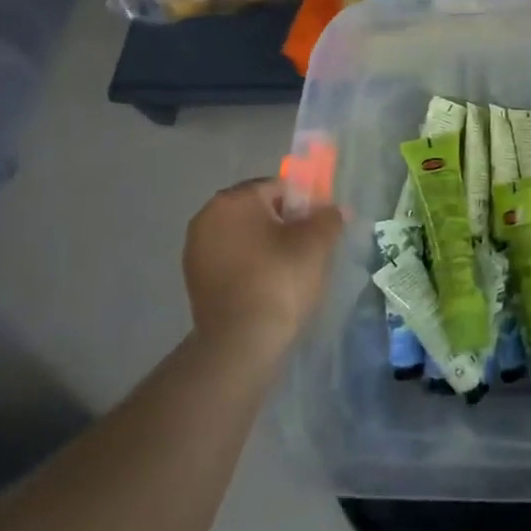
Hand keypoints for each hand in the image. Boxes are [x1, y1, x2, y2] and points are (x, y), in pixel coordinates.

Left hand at [182, 179, 343, 357]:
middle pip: (259, 210)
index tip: (320, 228)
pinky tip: (270, 286)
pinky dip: (252, 265)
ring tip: (292, 270)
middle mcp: (207, 217)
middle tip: (310, 248)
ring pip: (246, 235)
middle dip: (286, 223)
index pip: (279, 187)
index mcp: (233, 200)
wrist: (241, 343)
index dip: (305, 204)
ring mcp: (196, 250)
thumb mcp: (317, 242)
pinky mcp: (196, 280)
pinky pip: (233, 259)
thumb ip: (328, 217)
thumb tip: (334, 210)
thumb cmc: (280, 280)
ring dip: (268, 245)